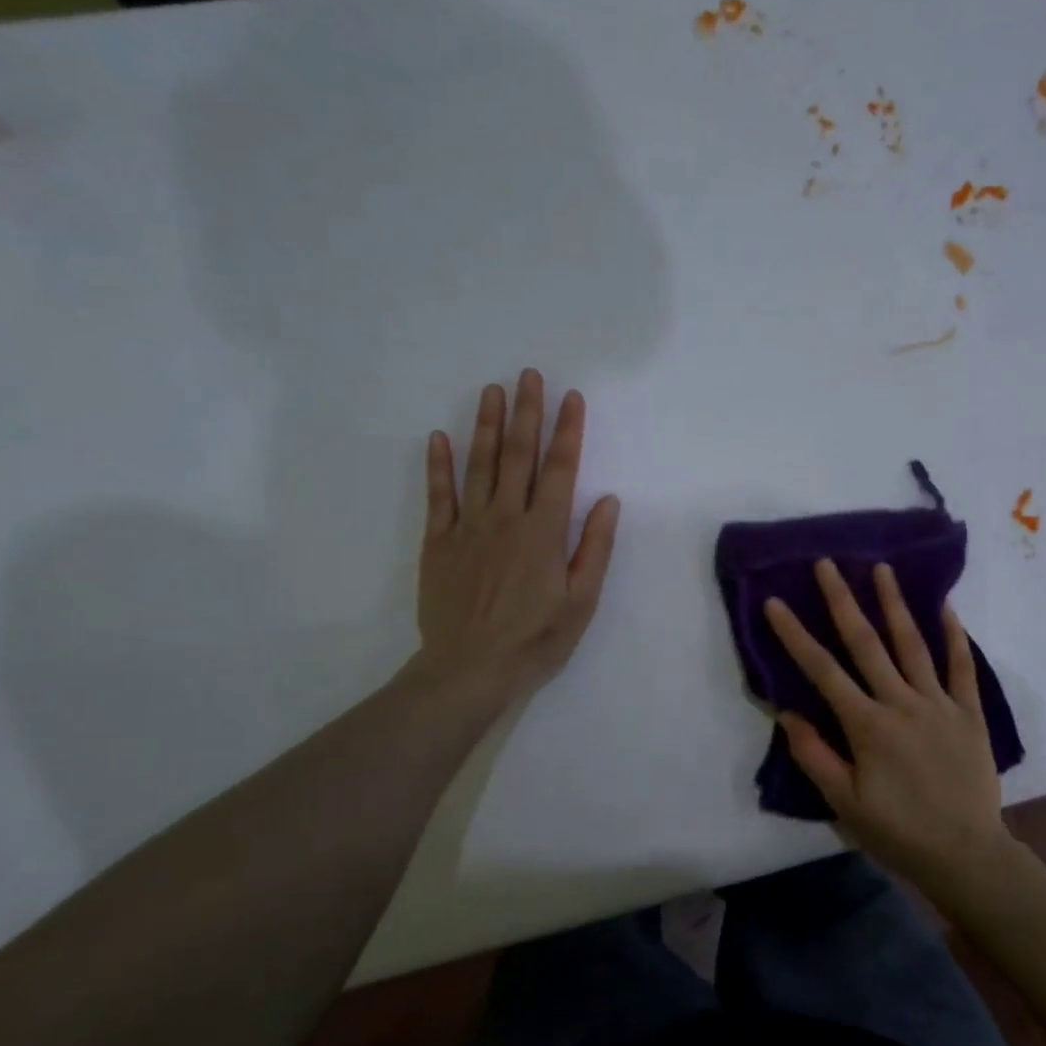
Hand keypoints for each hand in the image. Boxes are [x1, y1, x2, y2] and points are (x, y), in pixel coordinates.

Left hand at [412, 369, 619, 711]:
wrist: (470, 669)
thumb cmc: (536, 639)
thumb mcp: (581, 600)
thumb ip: (594, 547)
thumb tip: (607, 500)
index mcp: (545, 532)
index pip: (561, 470)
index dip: (568, 431)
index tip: (571, 398)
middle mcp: (507, 518)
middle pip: (518, 456)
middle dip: (526, 413)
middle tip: (528, 376)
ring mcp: (468, 527)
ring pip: (479, 466)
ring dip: (486, 426)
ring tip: (492, 391)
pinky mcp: (439, 542)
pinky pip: (438, 496)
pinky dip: (438, 465)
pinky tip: (439, 438)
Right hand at [764, 560, 1016, 896]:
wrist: (966, 854)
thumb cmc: (898, 831)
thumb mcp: (845, 803)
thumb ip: (814, 755)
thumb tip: (787, 712)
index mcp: (867, 725)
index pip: (822, 670)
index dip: (795, 635)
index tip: (776, 602)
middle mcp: (901, 703)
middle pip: (866, 643)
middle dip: (842, 600)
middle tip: (827, 563)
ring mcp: (939, 703)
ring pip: (912, 644)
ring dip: (894, 604)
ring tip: (882, 568)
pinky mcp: (969, 712)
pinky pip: (961, 666)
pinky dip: (954, 635)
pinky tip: (945, 607)